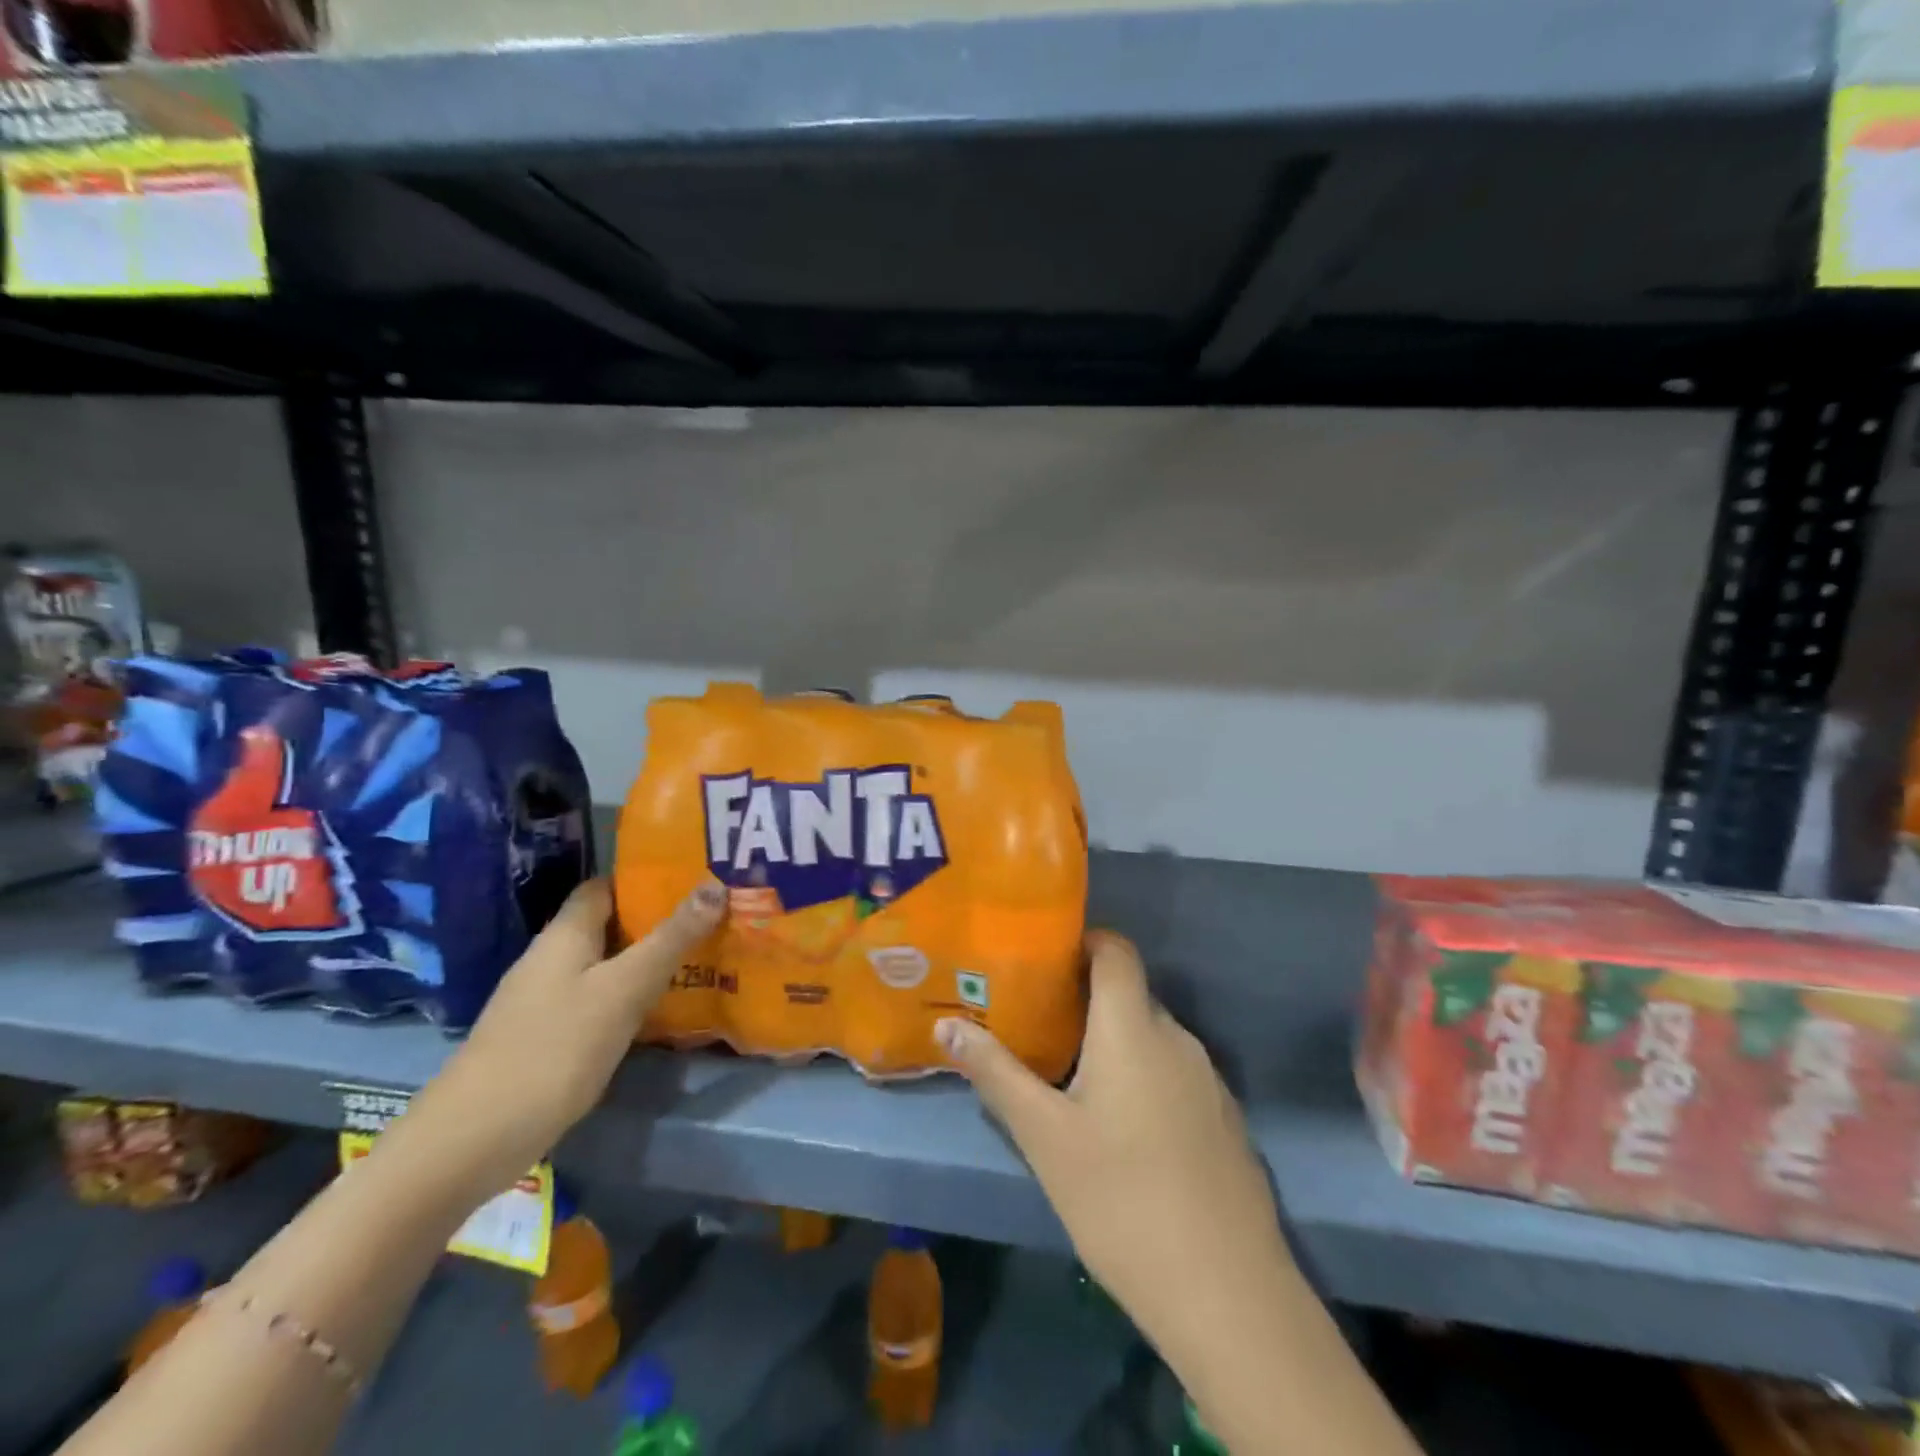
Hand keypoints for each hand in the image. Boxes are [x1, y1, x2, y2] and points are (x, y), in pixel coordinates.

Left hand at [401, 876, 725, 1195]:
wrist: (471, 1141)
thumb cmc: (554, 1049)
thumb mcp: (624, 989)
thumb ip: (670, 939)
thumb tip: (714, 885)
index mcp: (565, 934)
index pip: (605, 886)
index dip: (646, 880)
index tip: (694, 882)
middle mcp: (551, 958)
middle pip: (607, 925)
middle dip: (656, 922)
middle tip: (712, 922)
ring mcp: (543, 1001)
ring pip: (604, 965)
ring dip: (645, 961)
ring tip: (699, 961)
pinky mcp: (544, 1038)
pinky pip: (595, 1001)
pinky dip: (627, 998)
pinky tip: (658, 1012)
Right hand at [935, 931, 1285, 1340]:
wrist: (1227, 1293)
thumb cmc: (1121, 1198)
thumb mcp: (1044, 1136)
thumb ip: (996, 1073)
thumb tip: (947, 1027)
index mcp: (1133, 1027)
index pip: (1115, 948)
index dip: (1083, 941)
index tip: (1043, 960)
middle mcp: (1177, 1038)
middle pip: (1128, 993)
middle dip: (1084, 999)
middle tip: (1037, 1023)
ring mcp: (1208, 1079)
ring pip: (1151, 1037)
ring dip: (1112, 1041)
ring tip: (1068, 1074)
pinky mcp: (1223, 1118)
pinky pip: (1174, 1073)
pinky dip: (1142, 1076)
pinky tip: (1120, 1127)